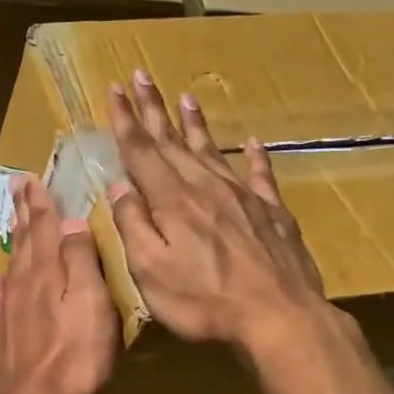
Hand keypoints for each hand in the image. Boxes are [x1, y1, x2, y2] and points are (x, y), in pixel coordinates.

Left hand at [0, 175, 117, 393]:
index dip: (40, 202)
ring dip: (17, 240)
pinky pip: (3, 298)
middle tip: (18, 186)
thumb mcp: (92, 302)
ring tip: (17, 222)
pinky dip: (5, 283)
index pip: (45, 227)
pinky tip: (3, 279)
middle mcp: (24, 284)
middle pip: (26, 241)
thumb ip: (81, 260)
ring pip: (15, 265)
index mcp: (48, 272)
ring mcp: (11, 310)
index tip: (31, 177)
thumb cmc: (76, 355)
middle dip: (25, 212)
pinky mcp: (7, 335)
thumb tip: (71, 221)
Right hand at [107, 70, 330, 359]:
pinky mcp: (272, 212)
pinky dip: (254, 156)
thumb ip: (133, 225)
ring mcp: (243, 197)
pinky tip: (253, 142)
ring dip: (195, 124)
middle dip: (154, 109)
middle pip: (173, 142)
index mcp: (172, 201)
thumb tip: (119, 187)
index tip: (115, 89)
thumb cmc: (203, 300)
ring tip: (186, 98)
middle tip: (141, 76)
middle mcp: (205, 187)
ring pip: (213, 150)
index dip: (126, 120)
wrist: (278, 317)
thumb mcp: (150, 270)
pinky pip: (260, 174)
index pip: (142, 151)